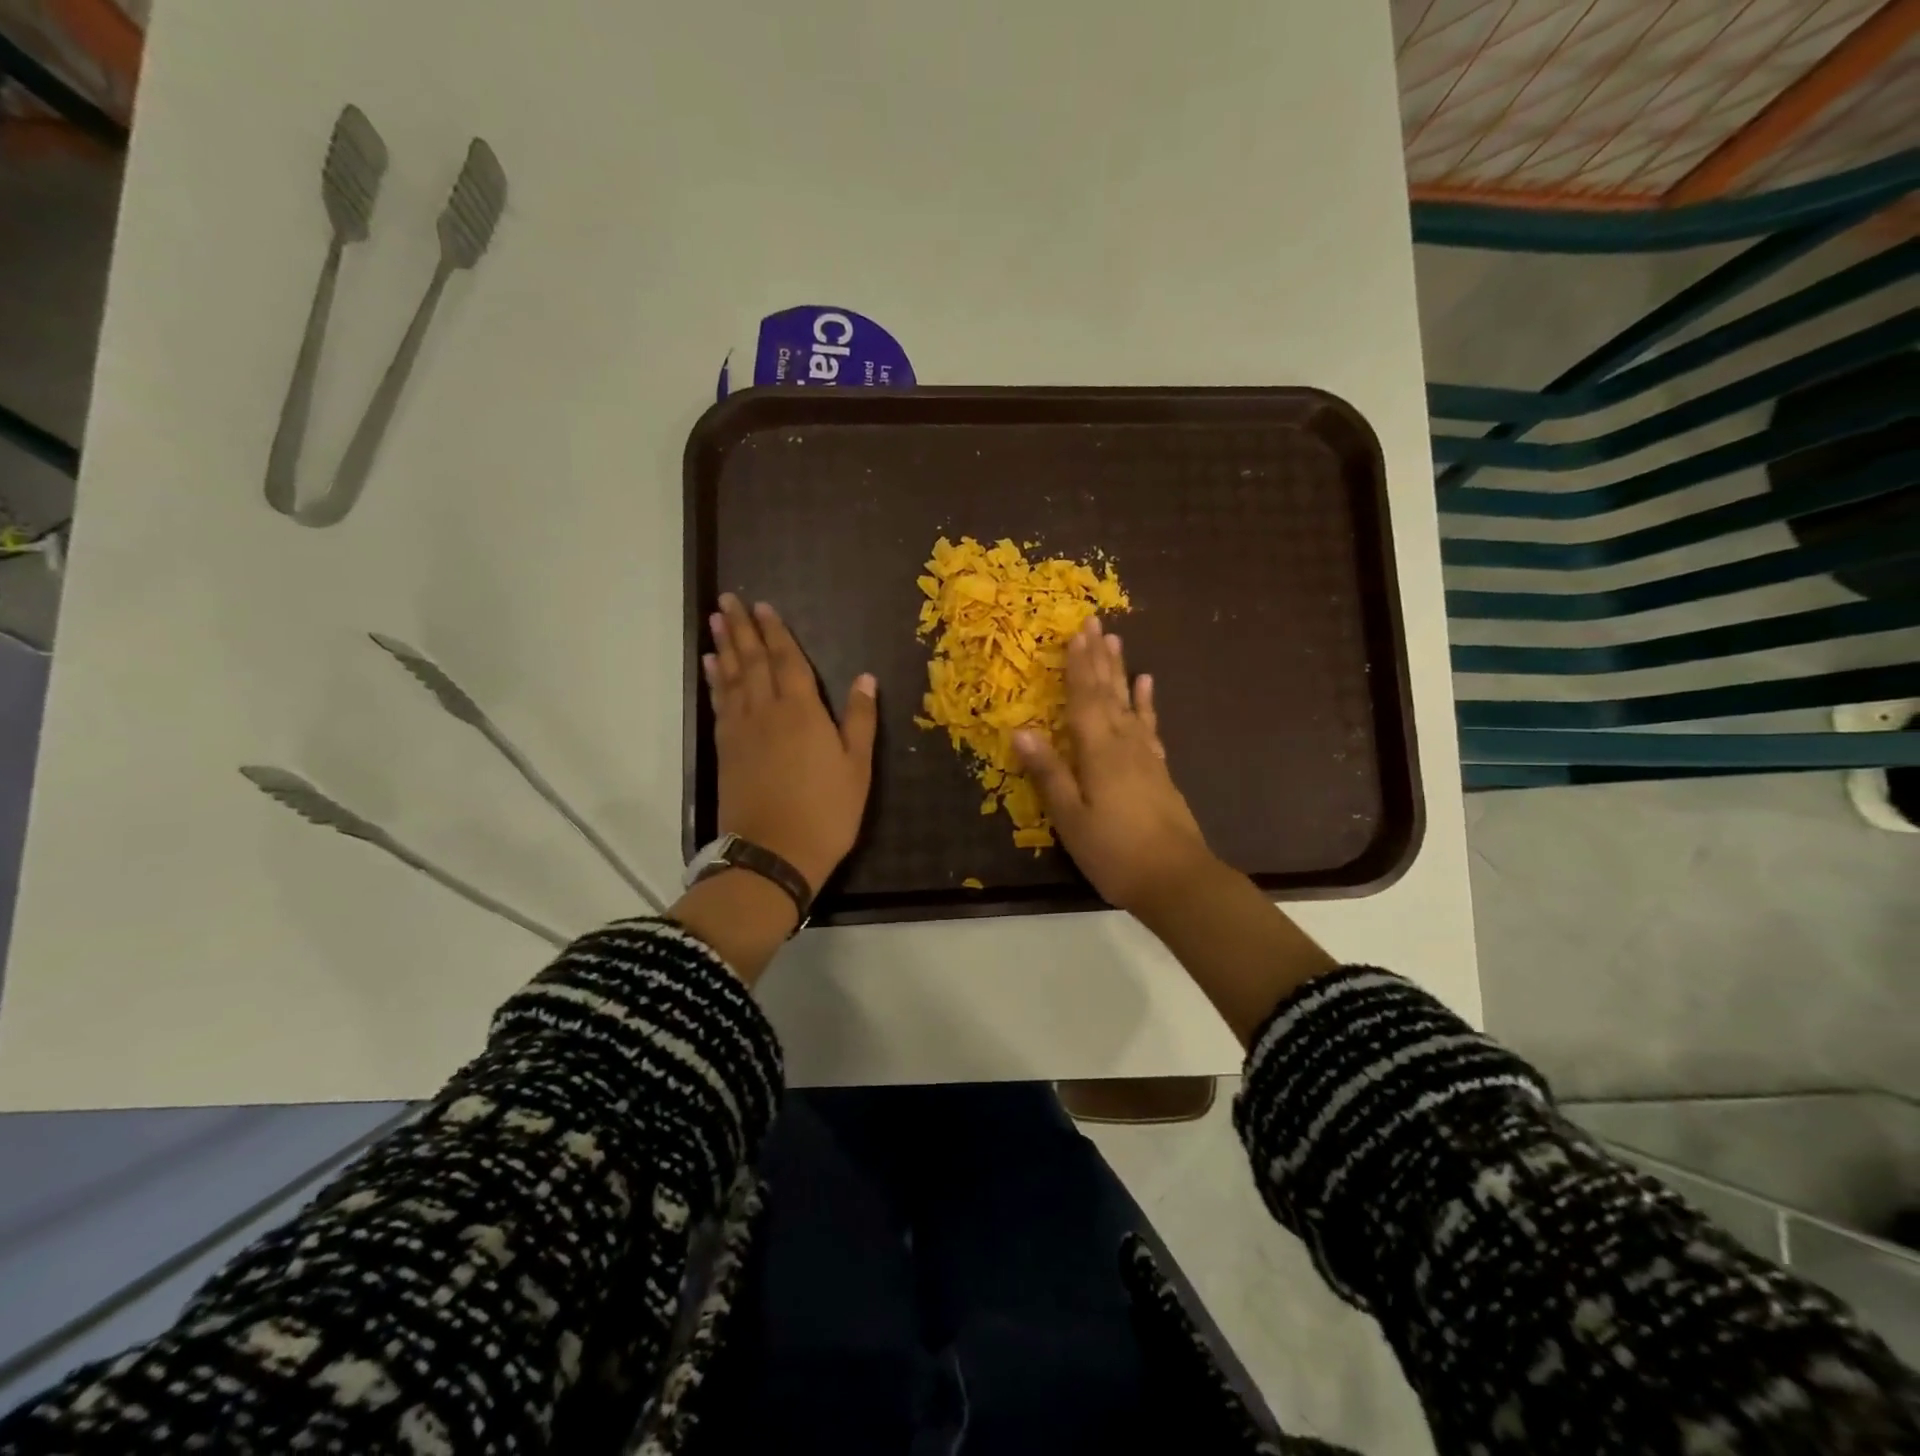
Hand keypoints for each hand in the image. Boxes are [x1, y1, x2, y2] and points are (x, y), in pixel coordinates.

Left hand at [704, 594, 876, 894]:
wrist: (774, 854)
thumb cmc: (826, 812)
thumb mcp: (857, 767)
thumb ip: (859, 719)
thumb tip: (865, 678)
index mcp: (803, 712)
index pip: (788, 662)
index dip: (777, 633)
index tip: (764, 606)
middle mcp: (767, 711)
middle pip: (753, 662)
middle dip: (743, 629)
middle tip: (728, 599)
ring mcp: (742, 730)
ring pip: (731, 678)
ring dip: (724, 647)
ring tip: (716, 621)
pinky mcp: (726, 750)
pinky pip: (720, 704)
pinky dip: (714, 681)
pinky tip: (711, 667)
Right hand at [1013, 617, 1215, 915]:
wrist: (1176, 879)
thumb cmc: (1114, 851)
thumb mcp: (1071, 817)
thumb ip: (1048, 772)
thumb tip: (1020, 729)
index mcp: (1098, 751)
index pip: (1084, 698)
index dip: (1078, 665)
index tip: (1075, 632)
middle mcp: (1123, 743)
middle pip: (1108, 692)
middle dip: (1099, 657)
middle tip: (1095, 622)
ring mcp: (1145, 755)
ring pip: (1128, 702)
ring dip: (1120, 671)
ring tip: (1117, 641)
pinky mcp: (1159, 769)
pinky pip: (1149, 726)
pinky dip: (1145, 703)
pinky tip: (1146, 686)